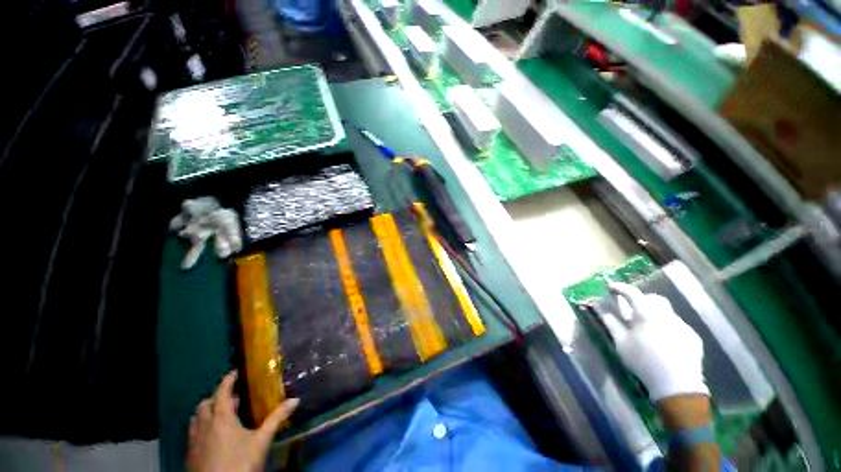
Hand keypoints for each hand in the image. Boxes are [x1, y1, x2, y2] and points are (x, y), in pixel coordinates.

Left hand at [186, 371, 299, 471]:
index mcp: (221, 417)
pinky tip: (212, 437)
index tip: (235, 372)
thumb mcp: (261, 440)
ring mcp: (194, 440)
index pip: (222, 392)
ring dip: (206, 412)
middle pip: (205, 404)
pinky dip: (201, 427)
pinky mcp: (190, 454)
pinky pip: (192, 433)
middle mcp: (204, 425)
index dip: (228, 380)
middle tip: (233, 398)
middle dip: (217, 397)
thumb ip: (276, 419)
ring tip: (221, 415)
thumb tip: (295, 399)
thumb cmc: (240, 462)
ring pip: (195, 418)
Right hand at [604, 283, 707, 401]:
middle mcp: (667, 316)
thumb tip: (604, 311)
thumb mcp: (621, 344)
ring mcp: (683, 326)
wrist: (677, 385)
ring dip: (655, 315)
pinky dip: (667, 328)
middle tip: (632, 309)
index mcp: (647, 315)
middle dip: (642, 300)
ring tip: (647, 330)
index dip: (620, 288)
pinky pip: (677, 326)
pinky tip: (663, 343)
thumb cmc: (643, 362)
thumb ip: (612, 324)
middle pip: (654, 299)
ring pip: (667, 313)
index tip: (610, 287)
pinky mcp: (693, 338)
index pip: (633, 293)